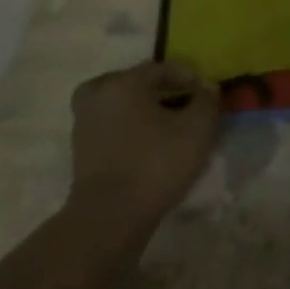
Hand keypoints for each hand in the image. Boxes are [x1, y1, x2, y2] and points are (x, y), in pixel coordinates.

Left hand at [67, 60, 219, 235]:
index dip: (188, 77)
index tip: (205, 95)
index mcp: (122, 84)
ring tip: (165, 126)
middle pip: (131, 83)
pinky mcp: (82, 156)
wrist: (109, 219)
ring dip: (140, 111)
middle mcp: (97, 99)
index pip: (160, 68)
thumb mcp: (198, 128)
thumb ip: (207, 100)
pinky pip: (110, 129)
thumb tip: (207, 88)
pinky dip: (128, 131)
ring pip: (118, 106)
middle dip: (157, 90)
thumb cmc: (156, 163)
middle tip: (179, 103)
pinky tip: (149, 146)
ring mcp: (84, 128)